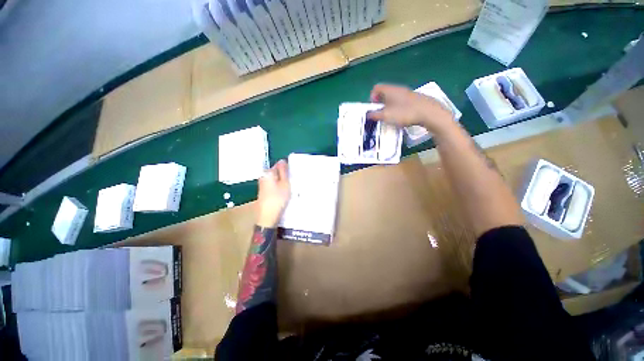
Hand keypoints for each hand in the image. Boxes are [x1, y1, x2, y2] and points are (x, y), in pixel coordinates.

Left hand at [256, 160, 290, 227]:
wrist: (268, 216)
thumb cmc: (278, 198)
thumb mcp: (285, 183)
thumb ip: (284, 171)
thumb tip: (282, 160)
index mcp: (268, 173)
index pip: (278, 164)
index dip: (287, 168)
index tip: (293, 174)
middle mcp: (263, 177)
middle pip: (276, 172)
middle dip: (284, 175)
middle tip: (292, 181)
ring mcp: (263, 185)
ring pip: (275, 179)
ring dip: (282, 181)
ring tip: (289, 188)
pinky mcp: (264, 192)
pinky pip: (273, 185)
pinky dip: (279, 187)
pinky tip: (283, 193)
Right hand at [367, 84, 454, 133]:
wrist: (428, 113)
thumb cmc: (405, 113)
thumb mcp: (386, 116)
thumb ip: (375, 115)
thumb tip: (368, 114)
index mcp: (390, 90)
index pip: (376, 88)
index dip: (372, 97)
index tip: (373, 108)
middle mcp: (397, 89)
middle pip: (384, 93)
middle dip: (379, 103)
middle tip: (380, 114)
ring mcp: (407, 93)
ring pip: (393, 97)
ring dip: (388, 106)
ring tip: (389, 117)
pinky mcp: (414, 99)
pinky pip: (401, 101)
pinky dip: (397, 107)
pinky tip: (400, 116)